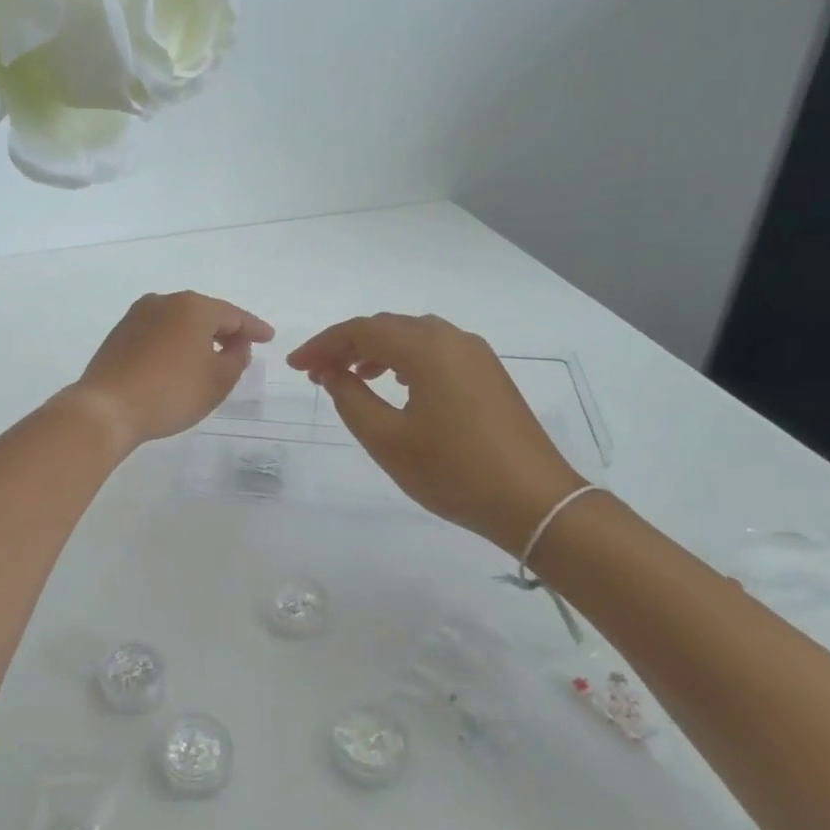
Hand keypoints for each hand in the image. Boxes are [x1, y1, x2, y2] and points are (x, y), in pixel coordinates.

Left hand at [64, 291, 274, 453]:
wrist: (106, 408)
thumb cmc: (171, 393)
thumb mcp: (218, 381)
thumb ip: (237, 358)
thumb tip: (235, 344)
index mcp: (193, 307)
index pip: (234, 315)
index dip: (254, 328)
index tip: (269, 337)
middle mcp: (164, 301)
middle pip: (204, 313)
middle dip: (225, 330)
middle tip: (241, 348)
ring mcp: (137, 316)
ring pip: (179, 322)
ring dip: (197, 337)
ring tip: (211, 357)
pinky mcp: (119, 334)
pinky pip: (158, 334)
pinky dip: (174, 344)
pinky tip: (179, 362)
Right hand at [287, 313, 582, 552]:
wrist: (534, 501)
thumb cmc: (453, 471)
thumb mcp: (387, 440)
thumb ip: (351, 400)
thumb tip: (333, 374)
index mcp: (427, 348)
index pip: (361, 331)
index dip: (322, 345)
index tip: (295, 366)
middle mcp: (452, 338)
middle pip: (387, 327)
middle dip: (347, 346)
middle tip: (317, 374)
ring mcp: (475, 354)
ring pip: (412, 337)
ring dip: (375, 352)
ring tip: (349, 379)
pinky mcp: (488, 373)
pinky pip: (435, 351)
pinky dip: (404, 360)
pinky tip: (394, 385)